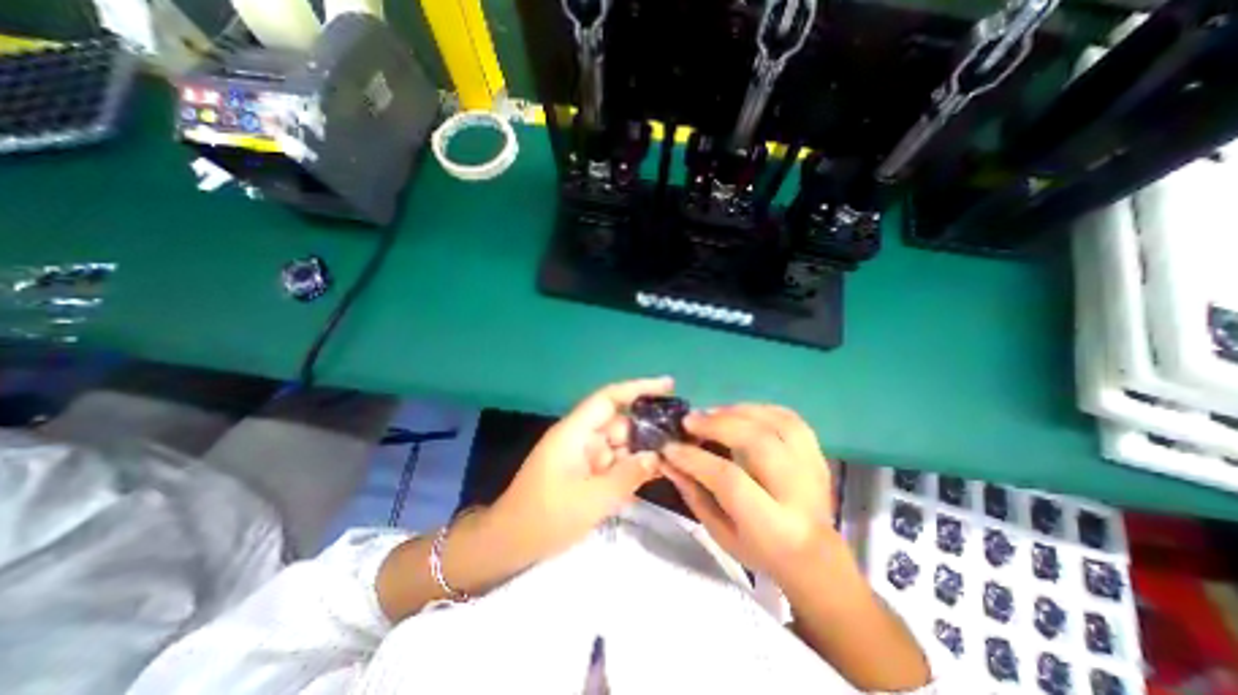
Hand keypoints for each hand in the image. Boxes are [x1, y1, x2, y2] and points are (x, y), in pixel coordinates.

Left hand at [487, 376, 672, 561]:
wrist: (508, 544)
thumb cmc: (547, 518)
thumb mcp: (593, 499)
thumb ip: (628, 475)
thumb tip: (656, 456)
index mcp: (575, 432)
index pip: (610, 398)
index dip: (639, 387)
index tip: (668, 384)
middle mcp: (579, 436)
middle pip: (619, 423)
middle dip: (646, 431)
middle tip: (680, 440)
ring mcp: (580, 453)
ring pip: (618, 444)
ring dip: (639, 453)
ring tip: (671, 461)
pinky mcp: (582, 470)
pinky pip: (611, 462)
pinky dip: (627, 468)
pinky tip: (649, 478)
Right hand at [663, 405, 835, 581]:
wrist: (814, 553)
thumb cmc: (759, 548)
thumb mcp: (719, 533)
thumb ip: (693, 493)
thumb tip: (668, 459)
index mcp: (772, 525)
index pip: (730, 480)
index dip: (696, 459)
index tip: (670, 447)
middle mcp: (798, 492)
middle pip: (757, 442)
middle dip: (718, 425)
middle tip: (689, 420)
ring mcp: (812, 468)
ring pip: (775, 422)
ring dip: (736, 411)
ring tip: (710, 413)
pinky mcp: (817, 452)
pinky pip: (789, 417)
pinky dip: (759, 409)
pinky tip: (737, 412)